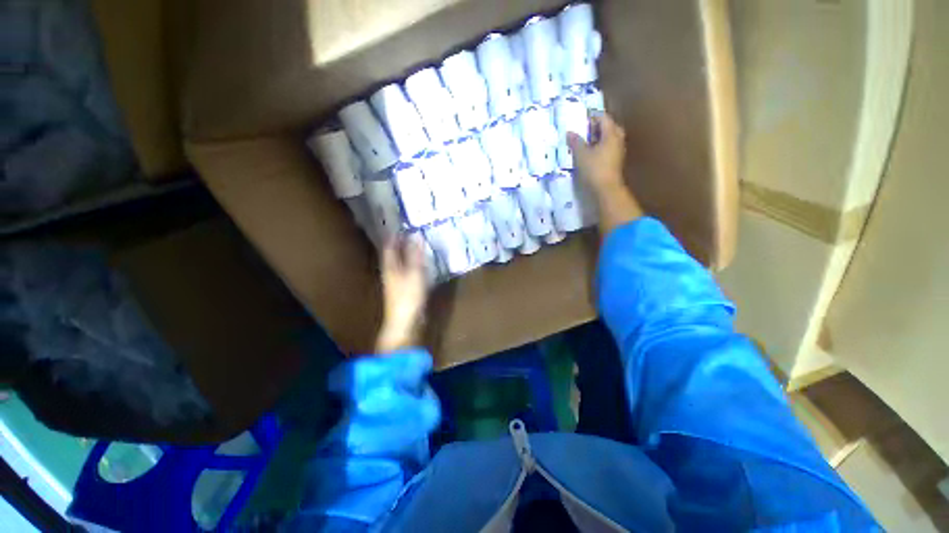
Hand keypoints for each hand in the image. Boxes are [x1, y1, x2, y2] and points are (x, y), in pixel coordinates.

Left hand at [376, 235, 428, 352]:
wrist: (405, 322)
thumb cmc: (408, 296)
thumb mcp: (414, 273)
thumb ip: (415, 255)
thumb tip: (416, 235)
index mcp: (390, 266)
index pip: (389, 245)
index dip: (394, 233)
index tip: (401, 222)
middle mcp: (391, 271)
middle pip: (394, 252)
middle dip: (401, 241)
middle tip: (412, 229)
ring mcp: (397, 280)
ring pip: (401, 261)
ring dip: (408, 251)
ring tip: (418, 241)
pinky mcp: (405, 288)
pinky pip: (409, 270)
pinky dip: (414, 262)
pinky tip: (422, 261)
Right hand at [567, 113, 626, 195]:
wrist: (606, 189)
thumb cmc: (594, 169)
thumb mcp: (581, 155)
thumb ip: (575, 142)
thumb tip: (569, 132)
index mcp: (611, 134)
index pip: (604, 118)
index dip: (593, 116)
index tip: (582, 117)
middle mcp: (618, 139)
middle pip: (610, 127)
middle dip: (598, 126)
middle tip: (586, 128)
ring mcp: (619, 151)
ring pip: (610, 138)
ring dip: (600, 136)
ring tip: (587, 140)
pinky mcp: (616, 161)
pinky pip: (609, 147)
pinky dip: (601, 146)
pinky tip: (592, 152)